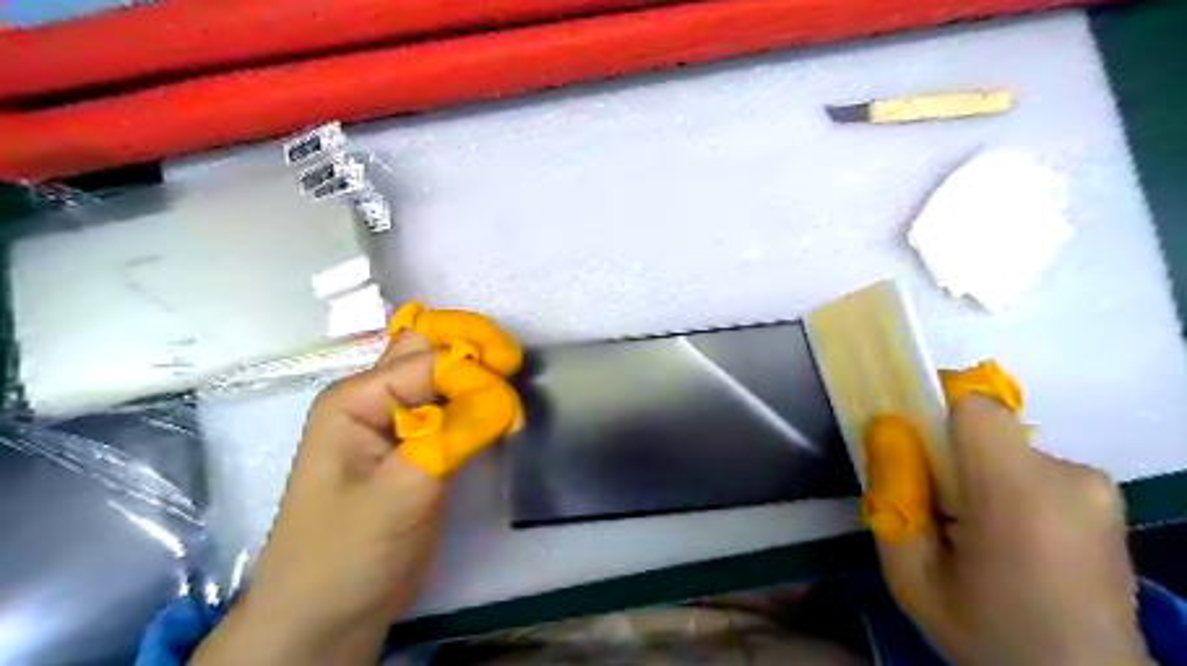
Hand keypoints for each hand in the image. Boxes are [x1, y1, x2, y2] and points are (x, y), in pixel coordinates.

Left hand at [193, 304, 519, 665]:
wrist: (329, 615)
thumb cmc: (348, 552)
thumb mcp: (400, 492)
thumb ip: (452, 437)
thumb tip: (503, 395)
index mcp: (357, 398)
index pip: (428, 360)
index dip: (472, 372)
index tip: (509, 404)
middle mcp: (376, 399)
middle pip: (432, 351)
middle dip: (476, 352)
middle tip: (515, 371)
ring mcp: (398, 423)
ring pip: (446, 377)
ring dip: (481, 377)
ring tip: (512, 398)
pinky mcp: (420, 447)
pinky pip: (453, 408)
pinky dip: (479, 404)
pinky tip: (500, 415)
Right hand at [870, 366, 1155, 663]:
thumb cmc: (989, 635)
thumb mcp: (911, 576)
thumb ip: (893, 497)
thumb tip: (885, 430)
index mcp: (1020, 495)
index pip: (973, 407)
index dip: (933, 410)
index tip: (907, 441)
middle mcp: (1070, 477)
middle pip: (984, 428)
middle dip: (947, 453)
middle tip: (931, 505)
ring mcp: (1097, 488)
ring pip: (1004, 447)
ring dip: (975, 472)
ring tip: (969, 529)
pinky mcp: (1106, 499)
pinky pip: (1031, 466)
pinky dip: (1005, 486)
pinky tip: (1004, 536)